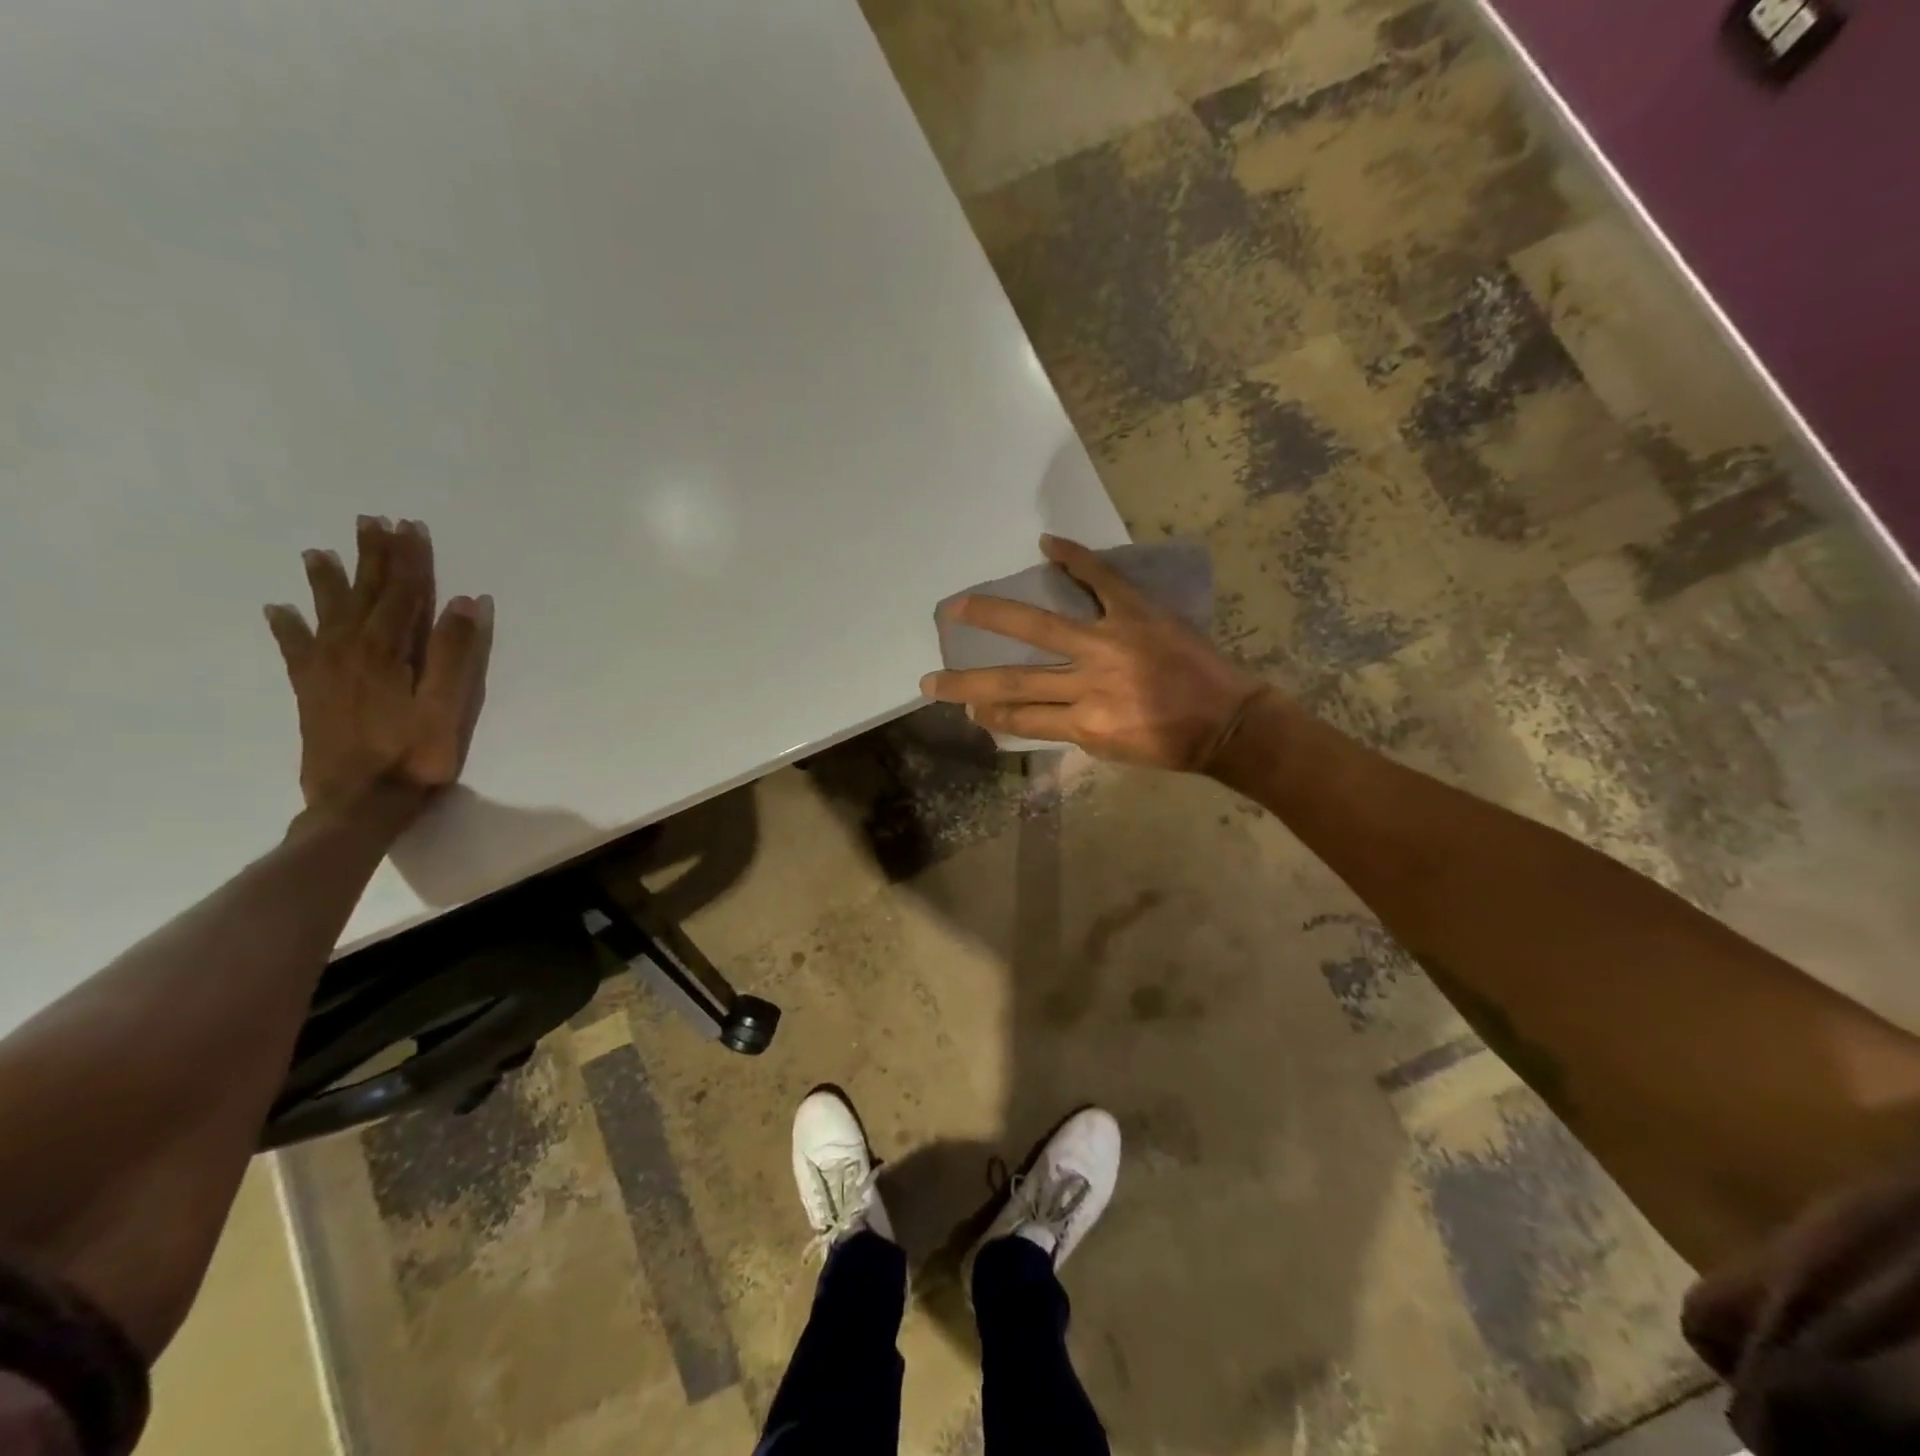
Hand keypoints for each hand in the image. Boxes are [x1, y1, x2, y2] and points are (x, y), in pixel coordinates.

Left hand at [264, 516, 493, 815]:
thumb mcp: (449, 705)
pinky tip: (278, 610)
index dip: (409, 560)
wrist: (359, 802)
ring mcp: (326, 669)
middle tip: (371, 522)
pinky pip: (295, 649)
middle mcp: (352, 649)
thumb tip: (465, 602)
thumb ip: (456, 652)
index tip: (409, 527)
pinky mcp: (311, 691)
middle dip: (372, 558)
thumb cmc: (415, 754)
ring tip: (318, 552)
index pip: (403, 594)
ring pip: (328, 613)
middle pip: (365, 594)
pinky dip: (288, 627)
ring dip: (327, 581)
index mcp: (388, 650)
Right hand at [919, 535, 1265, 771]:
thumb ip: (1070, 730)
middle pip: (1012, 681)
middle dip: (965, 683)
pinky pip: (1100, 580)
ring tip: (956, 606)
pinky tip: (1045, 545)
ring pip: (1038, 627)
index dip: (986, 714)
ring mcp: (1110, 643)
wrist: (1228, 723)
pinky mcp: (1137, 614)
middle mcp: (1088, 683)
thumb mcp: (1113, 750)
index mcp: (1083, 723)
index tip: (963, 709)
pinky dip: (1074, 558)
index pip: (1018, 716)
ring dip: (991, 614)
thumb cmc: (1170, 744)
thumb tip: (1028, 712)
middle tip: (929, 681)